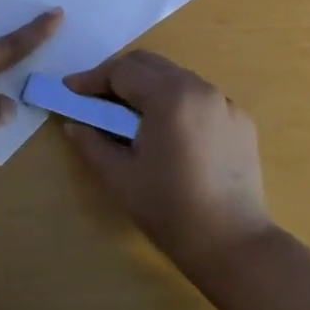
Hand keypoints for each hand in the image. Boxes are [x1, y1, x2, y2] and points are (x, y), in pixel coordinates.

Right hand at [61, 50, 272, 268]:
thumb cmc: (170, 209)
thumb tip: (73, 124)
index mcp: (168, 96)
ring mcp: (223, 102)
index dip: (91, 79)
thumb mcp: (120, 177)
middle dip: (118, 75)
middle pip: (149, 64)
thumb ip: (92, 143)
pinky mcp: (240, 119)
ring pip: (175, 77)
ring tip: (130, 115)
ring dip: (148, 86)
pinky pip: (199, 97)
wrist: (233, 244)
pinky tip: (168, 131)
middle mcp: (198, 88)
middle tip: (95, 98)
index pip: (121, 71)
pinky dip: (176, 102)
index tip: (70, 90)